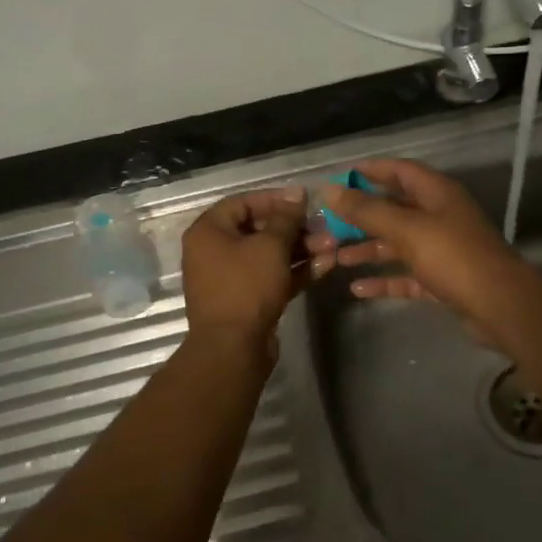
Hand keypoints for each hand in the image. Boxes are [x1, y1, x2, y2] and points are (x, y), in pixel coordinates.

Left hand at [181, 187, 325, 359]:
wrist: (233, 348)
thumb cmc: (246, 287)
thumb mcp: (270, 246)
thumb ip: (286, 218)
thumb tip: (297, 193)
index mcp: (209, 232)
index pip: (243, 203)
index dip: (275, 199)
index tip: (305, 201)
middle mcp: (215, 251)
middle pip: (259, 230)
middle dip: (295, 228)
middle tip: (324, 228)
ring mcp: (232, 278)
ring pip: (269, 255)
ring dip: (301, 250)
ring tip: (333, 246)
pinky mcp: (248, 300)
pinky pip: (272, 277)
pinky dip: (296, 271)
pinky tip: (326, 265)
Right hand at [317, 159, 535, 338]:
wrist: (499, 306)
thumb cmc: (453, 257)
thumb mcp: (407, 229)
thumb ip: (368, 211)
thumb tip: (331, 191)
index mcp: (437, 194)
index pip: (401, 171)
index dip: (371, 171)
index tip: (340, 178)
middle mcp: (440, 217)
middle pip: (396, 209)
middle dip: (363, 215)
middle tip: (329, 223)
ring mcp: (443, 250)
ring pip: (399, 244)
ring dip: (369, 249)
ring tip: (336, 258)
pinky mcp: (442, 280)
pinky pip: (407, 276)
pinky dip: (385, 280)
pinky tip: (358, 289)